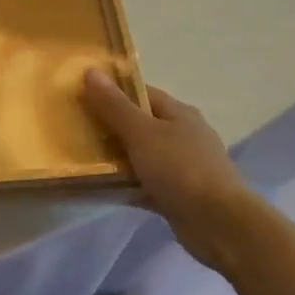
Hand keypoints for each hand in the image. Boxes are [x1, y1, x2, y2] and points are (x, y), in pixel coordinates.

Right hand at [82, 69, 258, 264]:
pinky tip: (100, 188)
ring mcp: (182, 167)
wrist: (219, 224)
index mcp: (179, 114)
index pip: (141, 94)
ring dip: (115, 159)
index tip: (81, 96)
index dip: (112, 92)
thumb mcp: (142, 132)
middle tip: (75, 129)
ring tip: (81, 159)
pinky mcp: (177, 195)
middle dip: (109, 127)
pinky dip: (124, 185)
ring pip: (140, 156)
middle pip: (139, 125)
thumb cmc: (180, 169)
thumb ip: (114, 105)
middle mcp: (183, 136)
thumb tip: (90, 70)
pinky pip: (143, 184)